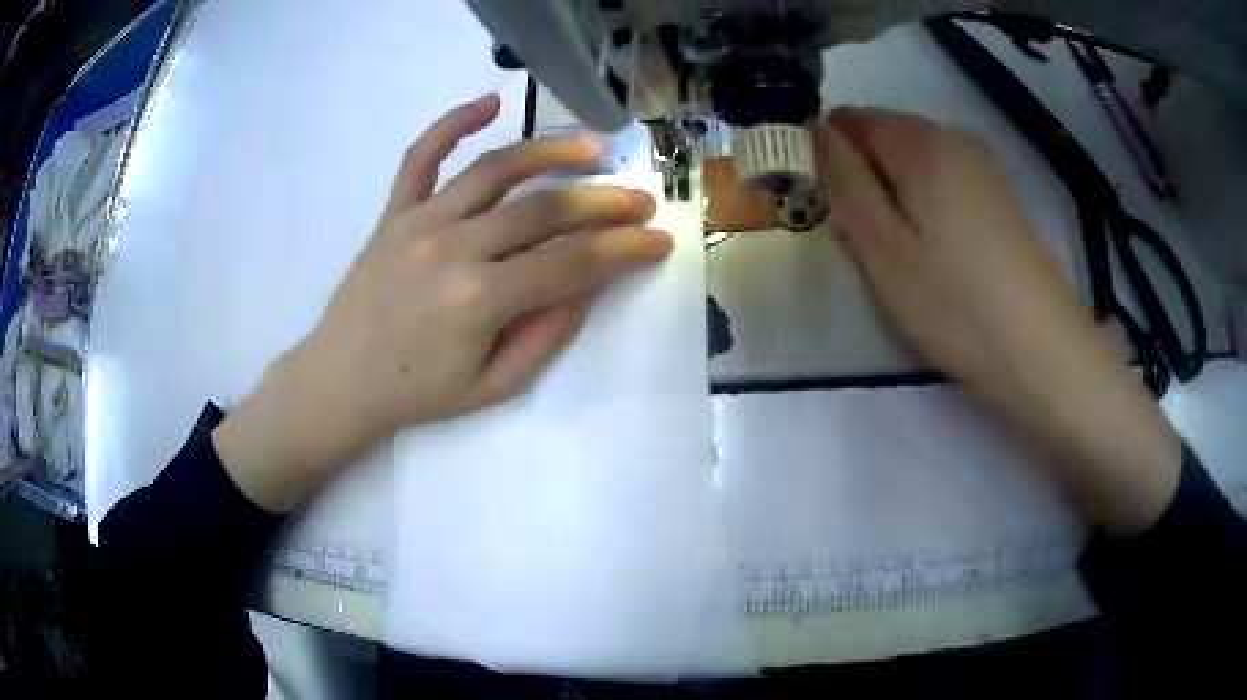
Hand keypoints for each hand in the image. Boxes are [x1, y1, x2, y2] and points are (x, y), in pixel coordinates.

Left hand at [214, 94, 671, 511]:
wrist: (340, 381)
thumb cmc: (417, 393)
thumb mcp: (493, 387)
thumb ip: (546, 335)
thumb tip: (589, 285)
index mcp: (478, 301)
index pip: (571, 263)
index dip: (624, 250)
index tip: (659, 239)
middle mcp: (452, 249)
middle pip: (543, 210)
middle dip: (604, 202)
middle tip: (641, 198)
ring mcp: (418, 222)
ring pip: (495, 170)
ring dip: (551, 152)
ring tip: (592, 147)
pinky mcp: (393, 212)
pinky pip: (422, 156)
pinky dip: (454, 123)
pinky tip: (490, 101)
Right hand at [816, 107, 1179, 534]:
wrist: (1044, 353)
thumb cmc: (957, 306)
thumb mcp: (882, 249)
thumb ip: (843, 181)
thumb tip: (816, 133)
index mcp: (919, 141)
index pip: (846, 121)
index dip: (828, 160)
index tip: (835, 213)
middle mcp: (953, 138)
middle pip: (883, 140)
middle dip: (863, 182)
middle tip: (870, 248)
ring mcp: (983, 167)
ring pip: (914, 166)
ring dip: (895, 201)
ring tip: (906, 261)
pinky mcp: (1001, 199)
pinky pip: (945, 186)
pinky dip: (928, 211)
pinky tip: (941, 260)